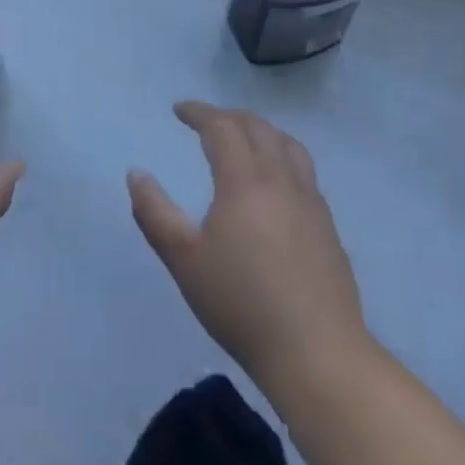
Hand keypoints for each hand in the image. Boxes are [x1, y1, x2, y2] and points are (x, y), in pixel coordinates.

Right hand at [129, 102, 367, 388]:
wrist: (317, 354)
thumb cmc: (242, 304)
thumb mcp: (184, 261)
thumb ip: (154, 213)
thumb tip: (136, 174)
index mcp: (245, 180)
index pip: (222, 127)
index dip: (199, 112)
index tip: (179, 110)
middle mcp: (281, 178)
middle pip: (257, 127)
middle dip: (227, 116)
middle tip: (204, 121)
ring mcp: (311, 200)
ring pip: (287, 144)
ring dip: (260, 130)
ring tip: (242, 139)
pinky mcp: (328, 224)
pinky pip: (303, 169)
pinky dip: (281, 155)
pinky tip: (274, 183)